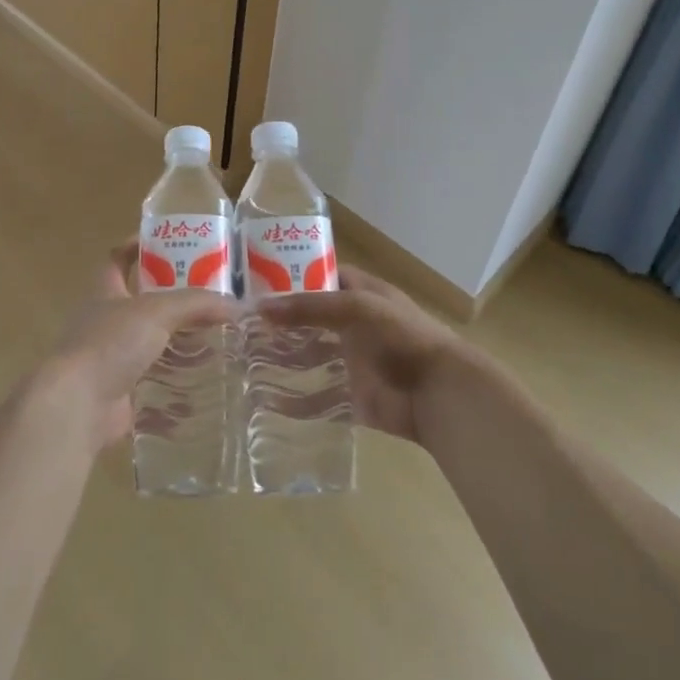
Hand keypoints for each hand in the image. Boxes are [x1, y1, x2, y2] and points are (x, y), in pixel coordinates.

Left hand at [38, 241, 238, 450]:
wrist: (79, 403)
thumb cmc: (111, 342)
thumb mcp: (157, 311)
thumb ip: (195, 304)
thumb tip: (236, 305)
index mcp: (105, 292)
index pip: (117, 258)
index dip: (137, 246)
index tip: (167, 242)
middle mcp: (104, 322)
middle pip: (139, 304)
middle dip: (171, 301)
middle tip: (208, 298)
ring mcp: (110, 359)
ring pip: (149, 345)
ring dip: (177, 344)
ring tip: (215, 341)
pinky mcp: (120, 393)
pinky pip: (153, 385)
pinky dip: (176, 386)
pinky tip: (203, 385)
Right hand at [256, 264, 461, 445]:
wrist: (440, 393)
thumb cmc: (402, 337)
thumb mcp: (356, 307)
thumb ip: (309, 307)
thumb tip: (260, 307)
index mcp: (361, 294)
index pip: (321, 277)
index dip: (291, 278)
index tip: (256, 284)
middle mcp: (354, 325)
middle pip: (310, 320)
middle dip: (280, 324)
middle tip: (239, 327)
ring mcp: (352, 363)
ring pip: (309, 358)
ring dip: (282, 360)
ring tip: (243, 362)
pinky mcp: (352, 398)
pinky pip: (317, 399)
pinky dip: (295, 402)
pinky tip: (266, 401)